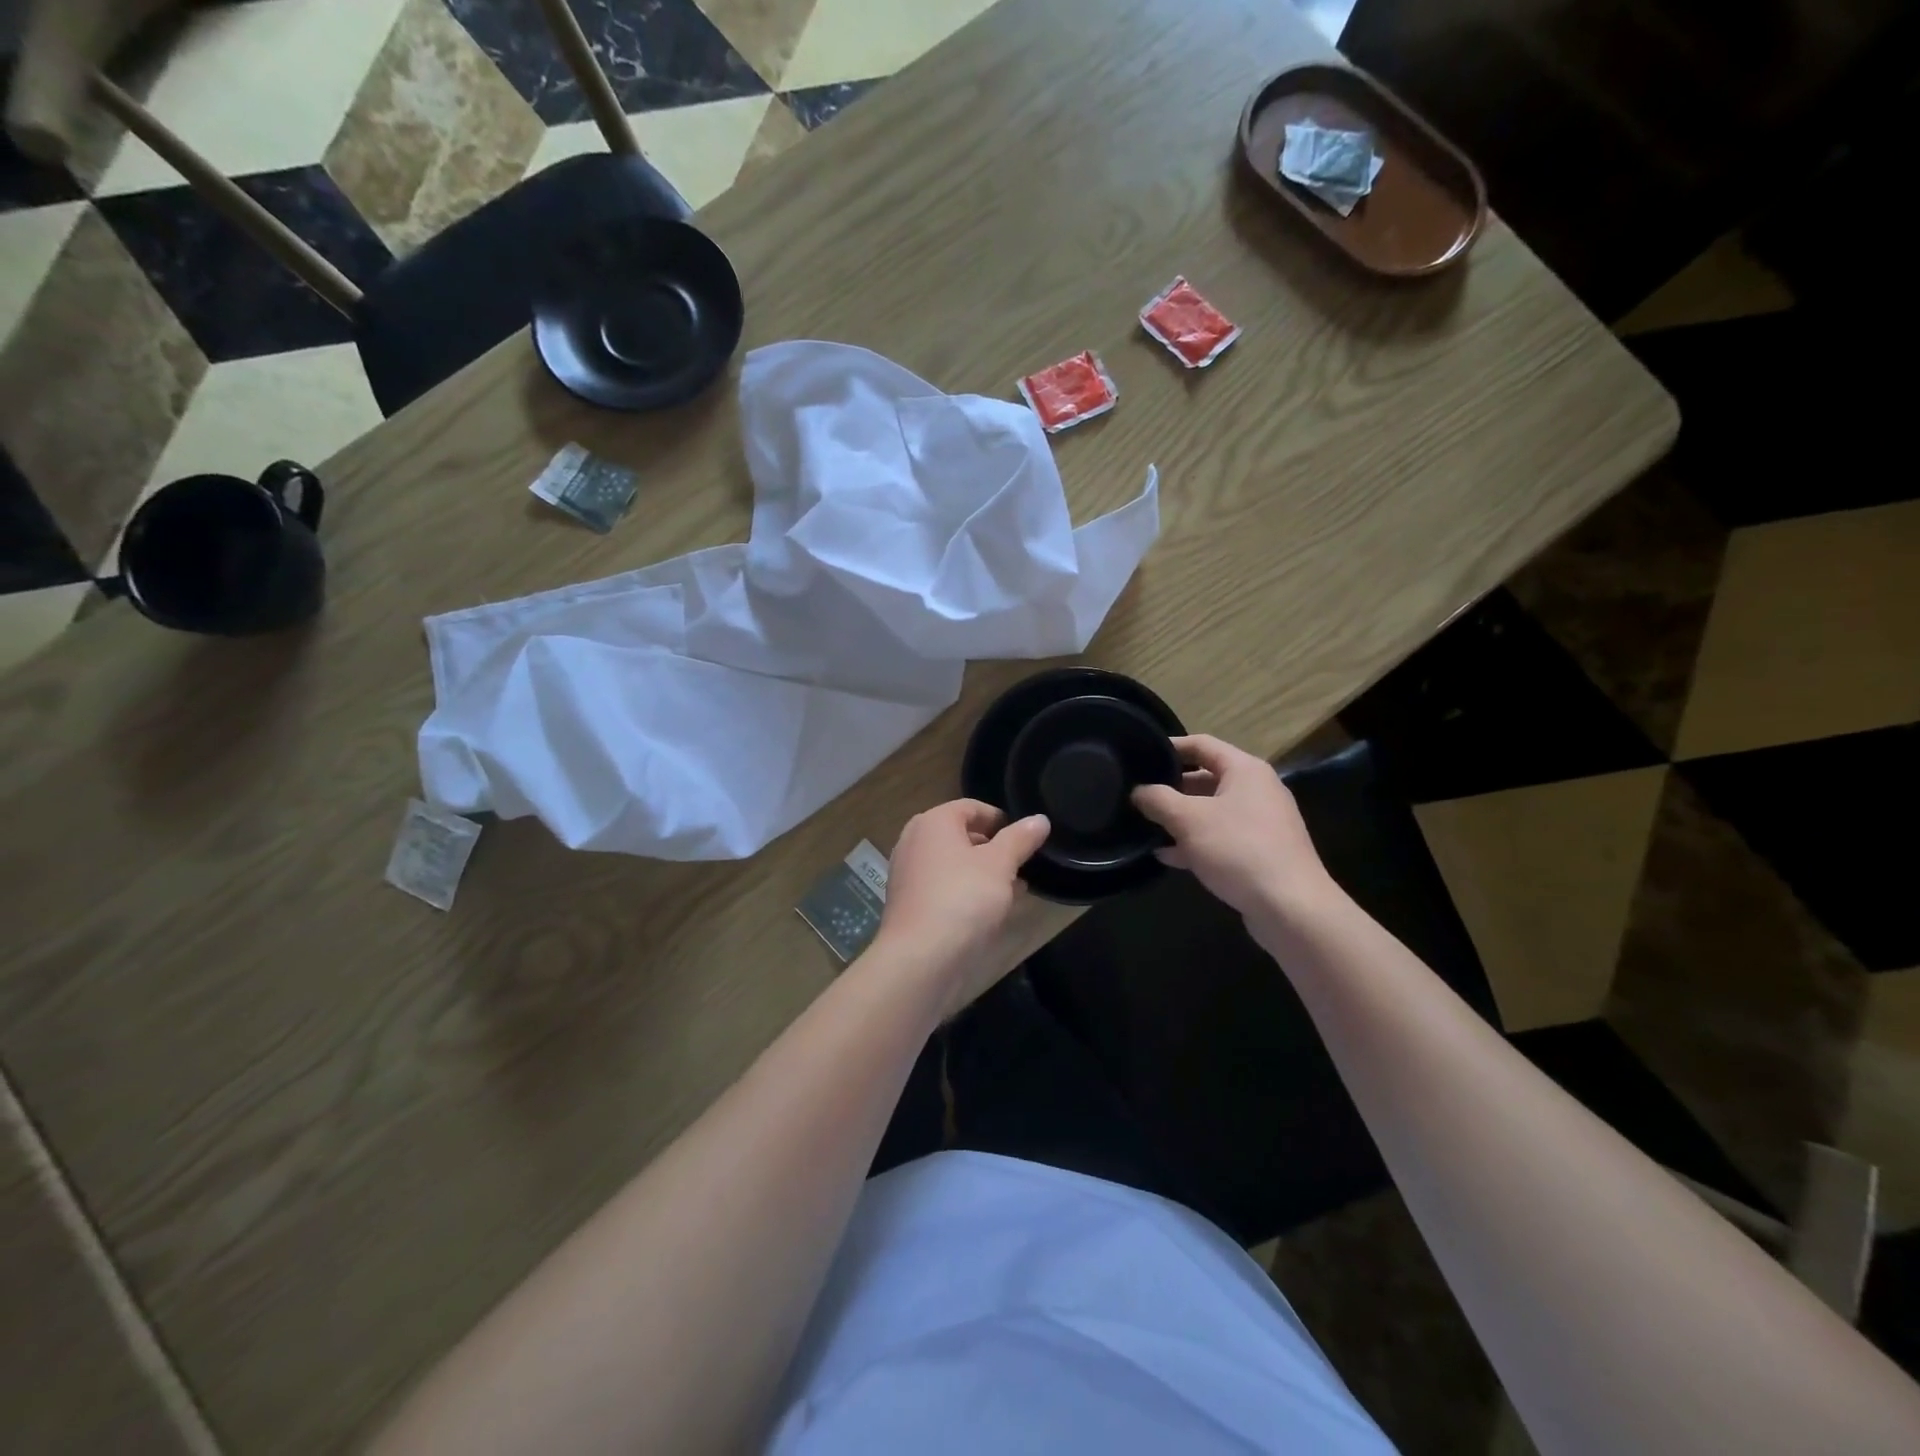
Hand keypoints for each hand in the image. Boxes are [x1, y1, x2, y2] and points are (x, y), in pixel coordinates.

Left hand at [871, 800, 1050, 1014]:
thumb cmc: (963, 898)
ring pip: (953, 864)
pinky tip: (990, 912)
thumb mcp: (1000, 864)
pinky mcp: (909, 904)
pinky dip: (966, 893)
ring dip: (982, 873)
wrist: (920, 958)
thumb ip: (1020, 839)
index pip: (971, 807)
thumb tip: (1039, 819)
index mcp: (933, 822)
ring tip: (1014, 890)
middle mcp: (914, 841)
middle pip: (960, 835)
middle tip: (1022, 865)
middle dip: (993, 848)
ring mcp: (908, 874)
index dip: (1001, 819)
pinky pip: (944, 888)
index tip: (1026, 839)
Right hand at [1132, 735, 1334, 925]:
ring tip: (1145, 826)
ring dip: (1179, 818)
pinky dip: (1195, 843)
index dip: (1169, 747)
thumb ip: (1158, 800)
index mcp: (1245, 770)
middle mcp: (1256, 790)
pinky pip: (1220, 838)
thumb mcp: (1188, 820)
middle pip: (1205, 778)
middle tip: (1138, 795)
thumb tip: (1138, 792)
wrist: (1291, 908)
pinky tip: (1167, 856)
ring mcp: (1260, 823)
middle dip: (1171, 788)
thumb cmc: (1238, 850)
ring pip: (1211, 811)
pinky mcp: (1260, 852)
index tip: (1140, 755)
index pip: (1201, 744)